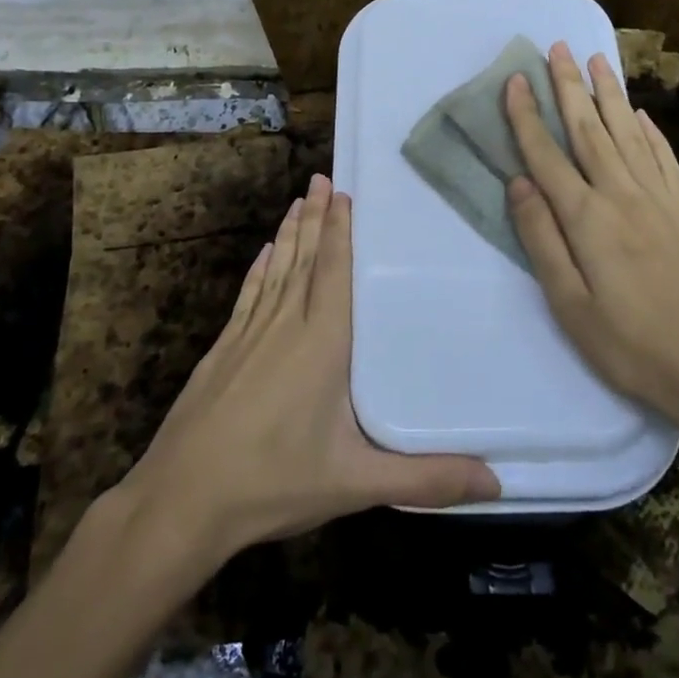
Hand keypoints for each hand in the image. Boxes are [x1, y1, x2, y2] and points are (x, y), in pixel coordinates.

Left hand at [117, 174, 500, 565]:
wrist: (181, 499)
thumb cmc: (273, 482)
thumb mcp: (355, 484)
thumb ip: (425, 480)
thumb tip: (497, 483)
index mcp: (321, 344)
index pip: (333, 272)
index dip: (340, 231)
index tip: (344, 193)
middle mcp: (284, 326)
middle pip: (304, 259)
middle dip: (316, 217)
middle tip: (323, 178)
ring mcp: (248, 335)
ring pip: (275, 270)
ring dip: (289, 234)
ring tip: (299, 200)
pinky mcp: (223, 351)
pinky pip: (248, 296)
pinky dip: (259, 269)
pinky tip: (263, 254)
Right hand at [503, 43, 678, 451]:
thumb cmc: (632, 347)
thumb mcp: (570, 306)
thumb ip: (542, 239)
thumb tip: (518, 183)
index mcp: (588, 219)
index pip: (547, 155)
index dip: (526, 116)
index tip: (514, 80)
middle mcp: (623, 195)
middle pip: (589, 129)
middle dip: (569, 86)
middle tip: (557, 47)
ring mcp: (661, 200)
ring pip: (628, 132)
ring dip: (609, 94)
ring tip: (596, 60)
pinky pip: (663, 156)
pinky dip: (649, 129)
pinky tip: (641, 113)